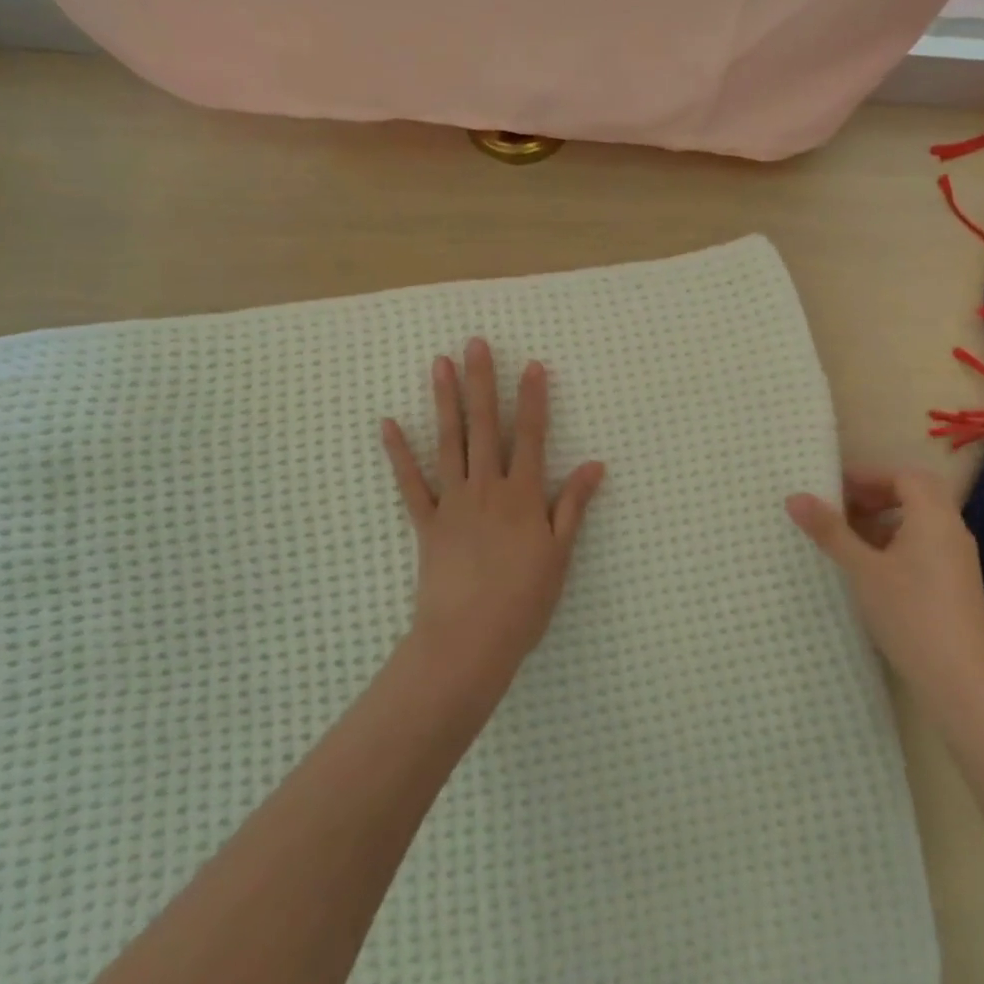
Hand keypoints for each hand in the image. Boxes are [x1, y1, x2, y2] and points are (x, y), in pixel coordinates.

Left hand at [382, 338, 605, 689]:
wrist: (469, 640)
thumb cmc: (524, 600)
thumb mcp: (560, 554)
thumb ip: (573, 505)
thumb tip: (595, 465)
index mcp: (523, 495)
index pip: (531, 436)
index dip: (533, 399)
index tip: (532, 365)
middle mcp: (487, 488)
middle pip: (485, 426)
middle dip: (482, 382)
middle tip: (475, 343)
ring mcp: (453, 502)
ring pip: (449, 442)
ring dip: (445, 401)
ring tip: (440, 364)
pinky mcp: (427, 523)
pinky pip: (411, 483)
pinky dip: (399, 453)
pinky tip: (388, 424)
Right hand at [787, 467, 983, 711]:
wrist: (961, 682)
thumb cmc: (909, 614)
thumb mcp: (862, 570)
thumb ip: (830, 531)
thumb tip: (794, 497)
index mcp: (933, 516)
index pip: (903, 475)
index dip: (868, 476)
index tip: (833, 488)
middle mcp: (951, 530)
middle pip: (915, 494)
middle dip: (876, 495)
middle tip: (840, 508)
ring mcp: (957, 559)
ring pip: (920, 521)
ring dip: (884, 520)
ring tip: (848, 539)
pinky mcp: (956, 584)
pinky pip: (925, 545)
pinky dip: (896, 543)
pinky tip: (871, 569)